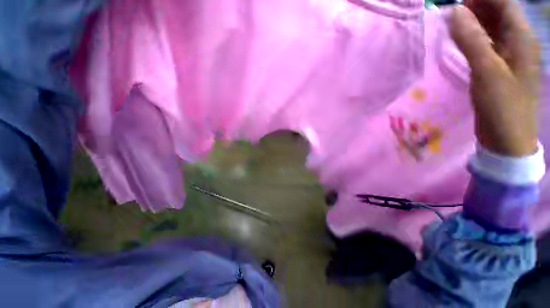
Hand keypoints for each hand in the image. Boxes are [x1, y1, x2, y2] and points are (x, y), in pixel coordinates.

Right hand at [450, 0, 540, 156]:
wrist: (510, 144)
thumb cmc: (505, 113)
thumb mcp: (488, 73)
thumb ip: (470, 36)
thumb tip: (453, 10)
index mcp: (521, 36)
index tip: (461, 6)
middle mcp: (519, 35)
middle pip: (494, 3)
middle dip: (475, 4)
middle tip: (461, 17)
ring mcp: (514, 43)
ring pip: (490, 11)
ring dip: (474, 14)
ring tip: (464, 28)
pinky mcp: (507, 52)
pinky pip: (490, 26)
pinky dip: (477, 26)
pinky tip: (470, 37)